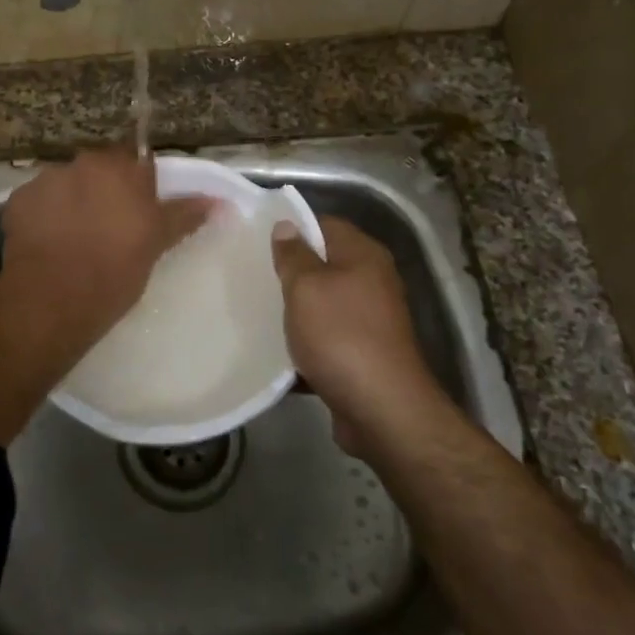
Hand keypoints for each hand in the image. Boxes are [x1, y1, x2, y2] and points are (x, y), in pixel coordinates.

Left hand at [0, 148, 212, 352]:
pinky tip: (48, 245)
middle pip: (98, 170)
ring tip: (74, 239)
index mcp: (121, 167)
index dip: (138, 185)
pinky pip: (37, 203)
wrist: (54, 299)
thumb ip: (185, 215)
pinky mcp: (17, 201)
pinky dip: (43, 218)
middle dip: (103, 191)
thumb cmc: (116, 269)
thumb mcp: (156, 243)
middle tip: (109, 228)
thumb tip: (218, 201)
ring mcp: (46, 179)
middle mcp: (83, 163)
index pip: (136, 161)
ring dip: (71, 202)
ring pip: (66, 185)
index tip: (138, 211)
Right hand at [272, 216, 447, 454]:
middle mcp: (372, 281)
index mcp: (364, 255)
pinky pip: (327, 338)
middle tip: (252, 275)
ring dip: (296, 311)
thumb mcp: (307, 288)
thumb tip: (287, 226)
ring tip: (257, 312)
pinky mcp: (363, 353)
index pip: (325, 224)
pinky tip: (278, 351)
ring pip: (323, 304)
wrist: (382, 409)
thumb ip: (294, 255)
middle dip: (290, 272)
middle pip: (324, 264)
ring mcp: (370, 319)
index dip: (292, 228)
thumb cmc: (341, 336)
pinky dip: (306, 343)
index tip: (257, 239)